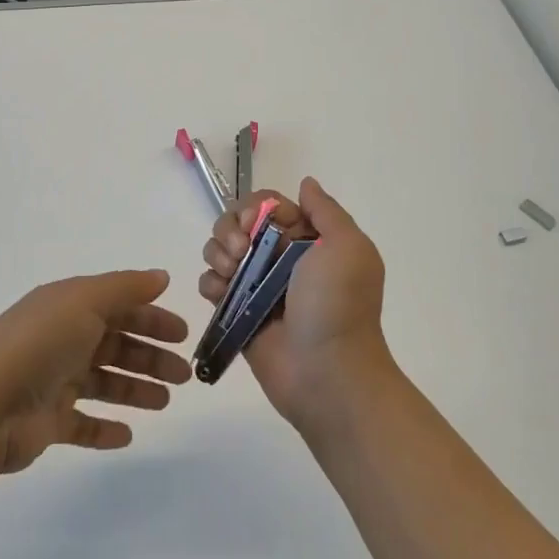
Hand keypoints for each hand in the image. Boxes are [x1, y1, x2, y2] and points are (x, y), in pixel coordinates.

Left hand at [0, 269, 191, 475]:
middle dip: (150, 356)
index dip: (151, 318)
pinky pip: (82, 424)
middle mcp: (61, 339)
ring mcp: (53, 381)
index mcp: (67, 306)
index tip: (183, 334)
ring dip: (135, 389)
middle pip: (114, 344)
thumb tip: (161, 277)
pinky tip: (127, 435)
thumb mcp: (84, 301)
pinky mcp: (47, 422)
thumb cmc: (39, 344)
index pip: (118, 306)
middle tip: (184, 374)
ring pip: (103, 382)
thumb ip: (126, 288)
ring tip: (164, 402)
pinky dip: (104, 428)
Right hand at [199, 177, 389, 426]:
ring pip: (220, 250)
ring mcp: (256, 286)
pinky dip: (211, 283)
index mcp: (308, 240)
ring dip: (217, 253)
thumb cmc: (338, 306)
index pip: (268, 205)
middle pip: (238, 223)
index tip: (254, 224)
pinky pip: (210, 284)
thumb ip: (326, 211)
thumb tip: (306, 183)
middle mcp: (280, 258)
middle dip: (230, 229)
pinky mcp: (237, 312)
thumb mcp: (348, 247)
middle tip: (240, 251)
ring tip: (232, 274)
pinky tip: (221, 294)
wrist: (328, 374)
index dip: (254, 207)